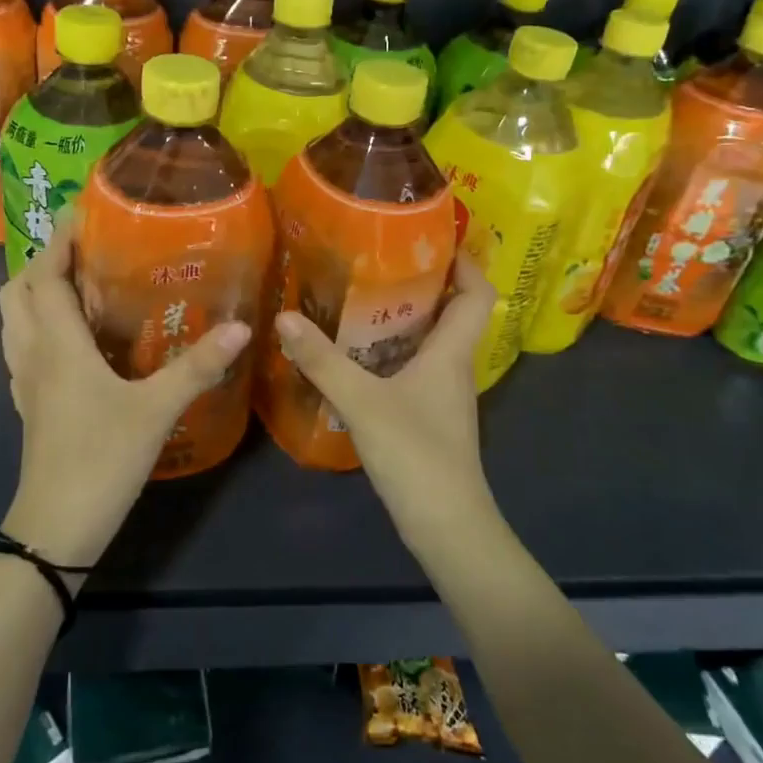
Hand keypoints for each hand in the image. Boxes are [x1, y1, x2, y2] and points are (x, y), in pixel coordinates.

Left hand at [0, 210, 251, 569]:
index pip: (45, 275)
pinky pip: (23, 347)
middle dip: (44, 260)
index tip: (80, 211)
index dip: (58, 239)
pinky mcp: (29, 404)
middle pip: (18, 291)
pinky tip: (74, 338)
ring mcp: (25, 381)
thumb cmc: (102, 459)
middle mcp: (33, 354)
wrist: (56, 528)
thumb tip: (240, 328)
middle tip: (85, 249)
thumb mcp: (157, 409)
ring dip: (36, 291)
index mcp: (57, 344)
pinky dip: (39, 325)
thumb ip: (197, 367)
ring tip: (78, 283)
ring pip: (14, 319)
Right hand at [273, 254, 500, 558]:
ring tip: (362, 296)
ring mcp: (444, 395)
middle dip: (424, 282)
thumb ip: (323, 360)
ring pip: (432, 341)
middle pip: (453, 312)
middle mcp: (454, 367)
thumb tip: (284, 317)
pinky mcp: (430, 417)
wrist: (447, 526)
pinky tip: (359, 354)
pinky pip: (416, 368)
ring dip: (406, 317)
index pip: (477, 292)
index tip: (434, 237)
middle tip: (381, 259)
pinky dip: (394, 351)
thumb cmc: (416, 455)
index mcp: (452, 352)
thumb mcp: (362, 402)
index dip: (464, 261)